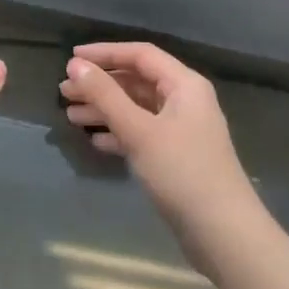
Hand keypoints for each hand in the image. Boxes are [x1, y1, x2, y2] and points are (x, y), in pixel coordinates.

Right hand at [61, 42, 260, 246]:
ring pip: (137, 108)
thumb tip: (75, 65)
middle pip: (137, 81)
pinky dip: (119, 133)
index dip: (105, 53)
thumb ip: (105, 95)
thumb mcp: (138, 130)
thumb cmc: (181, 172)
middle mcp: (186, 101)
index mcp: (184, 85)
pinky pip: (143, 133)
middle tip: (65, 91)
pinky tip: (96, 142)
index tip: (72, 59)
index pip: (140, 55)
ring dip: (105, 109)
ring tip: (71, 116)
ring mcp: (183, 130)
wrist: (223, 234)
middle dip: (100, 84)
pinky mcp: (178, 157)